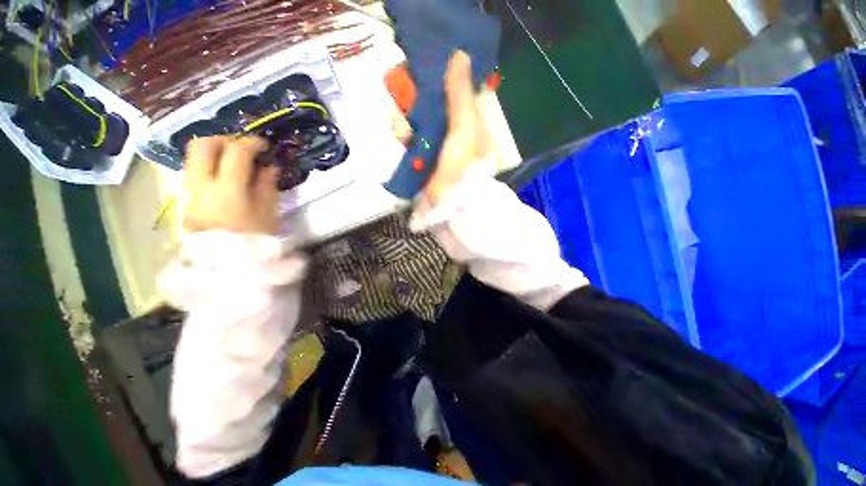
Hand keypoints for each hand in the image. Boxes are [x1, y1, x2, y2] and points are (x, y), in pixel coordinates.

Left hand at [182, 136, 279, 234]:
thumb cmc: (254, 240)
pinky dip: (210, 164)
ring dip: (215, 151)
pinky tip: (227, 175)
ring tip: (236, 160)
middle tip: (244, 147)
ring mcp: (190, 190)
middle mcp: (202, 185)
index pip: (236, 152)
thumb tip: (269, 165)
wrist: (224, 264)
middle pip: (202, 145)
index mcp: (229, 190)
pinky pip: (195, 170)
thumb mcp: (268, 213)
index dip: (252, 143)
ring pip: (193, 156)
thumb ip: (267, 185)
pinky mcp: (186, 197)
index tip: (264, 145)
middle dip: (225, 139)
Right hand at [388, 51, 495, 203]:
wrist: (450, 205)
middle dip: (414, 99)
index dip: (439, 79)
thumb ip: (460, 96)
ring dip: (405, 119)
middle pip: (431, 105)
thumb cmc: (462, 166)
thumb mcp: (464, 129)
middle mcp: (453, 131)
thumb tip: (460, 54)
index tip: (423, 69)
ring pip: (417, 121)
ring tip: (401, 126)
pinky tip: (399, 136)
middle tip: (403, 94)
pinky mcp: (422, 158)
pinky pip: (409, 139)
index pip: (453, 92)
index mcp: (469, 123)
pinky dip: (402, 135)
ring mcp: (436, 145)